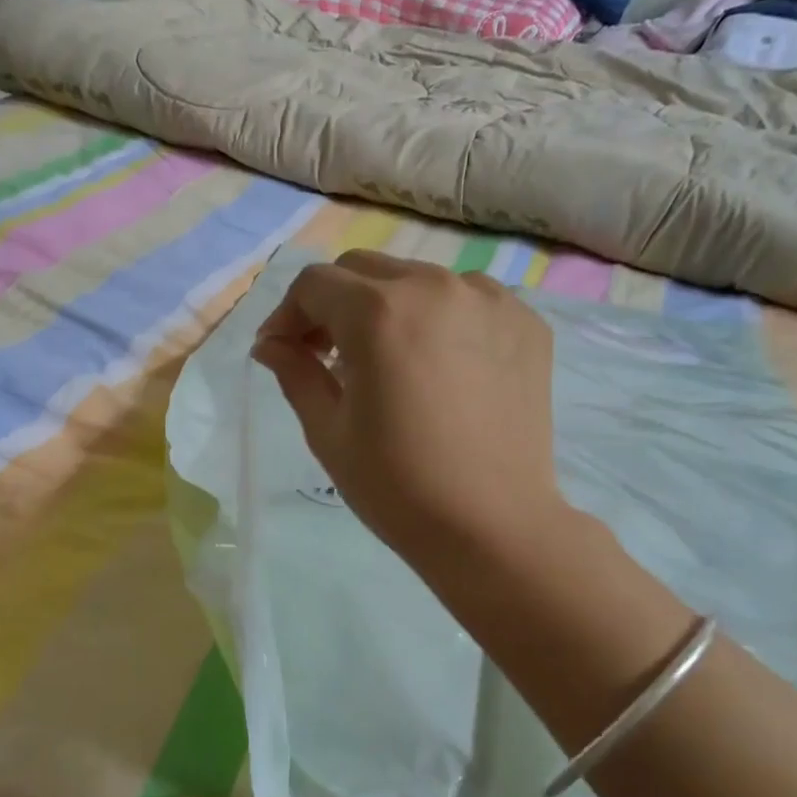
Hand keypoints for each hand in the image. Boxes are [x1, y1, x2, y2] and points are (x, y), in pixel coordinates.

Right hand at [251, 250, 557, 566]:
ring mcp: (490, 301)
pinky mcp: (526, 324)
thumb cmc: (397, 486)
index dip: (287, 315)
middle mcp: (436, 287)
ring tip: (386, 362)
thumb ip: (295, 374)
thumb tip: (270, 344)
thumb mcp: (328, 432)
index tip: (280, 352)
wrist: (491, 526)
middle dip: (333, 304)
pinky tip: (438, 367)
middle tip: (325, 355)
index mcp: (379, 313)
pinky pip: (468, 301)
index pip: (315, 284)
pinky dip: (440, 321)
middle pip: (365, 270)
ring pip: (418, 280)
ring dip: (387, 309)